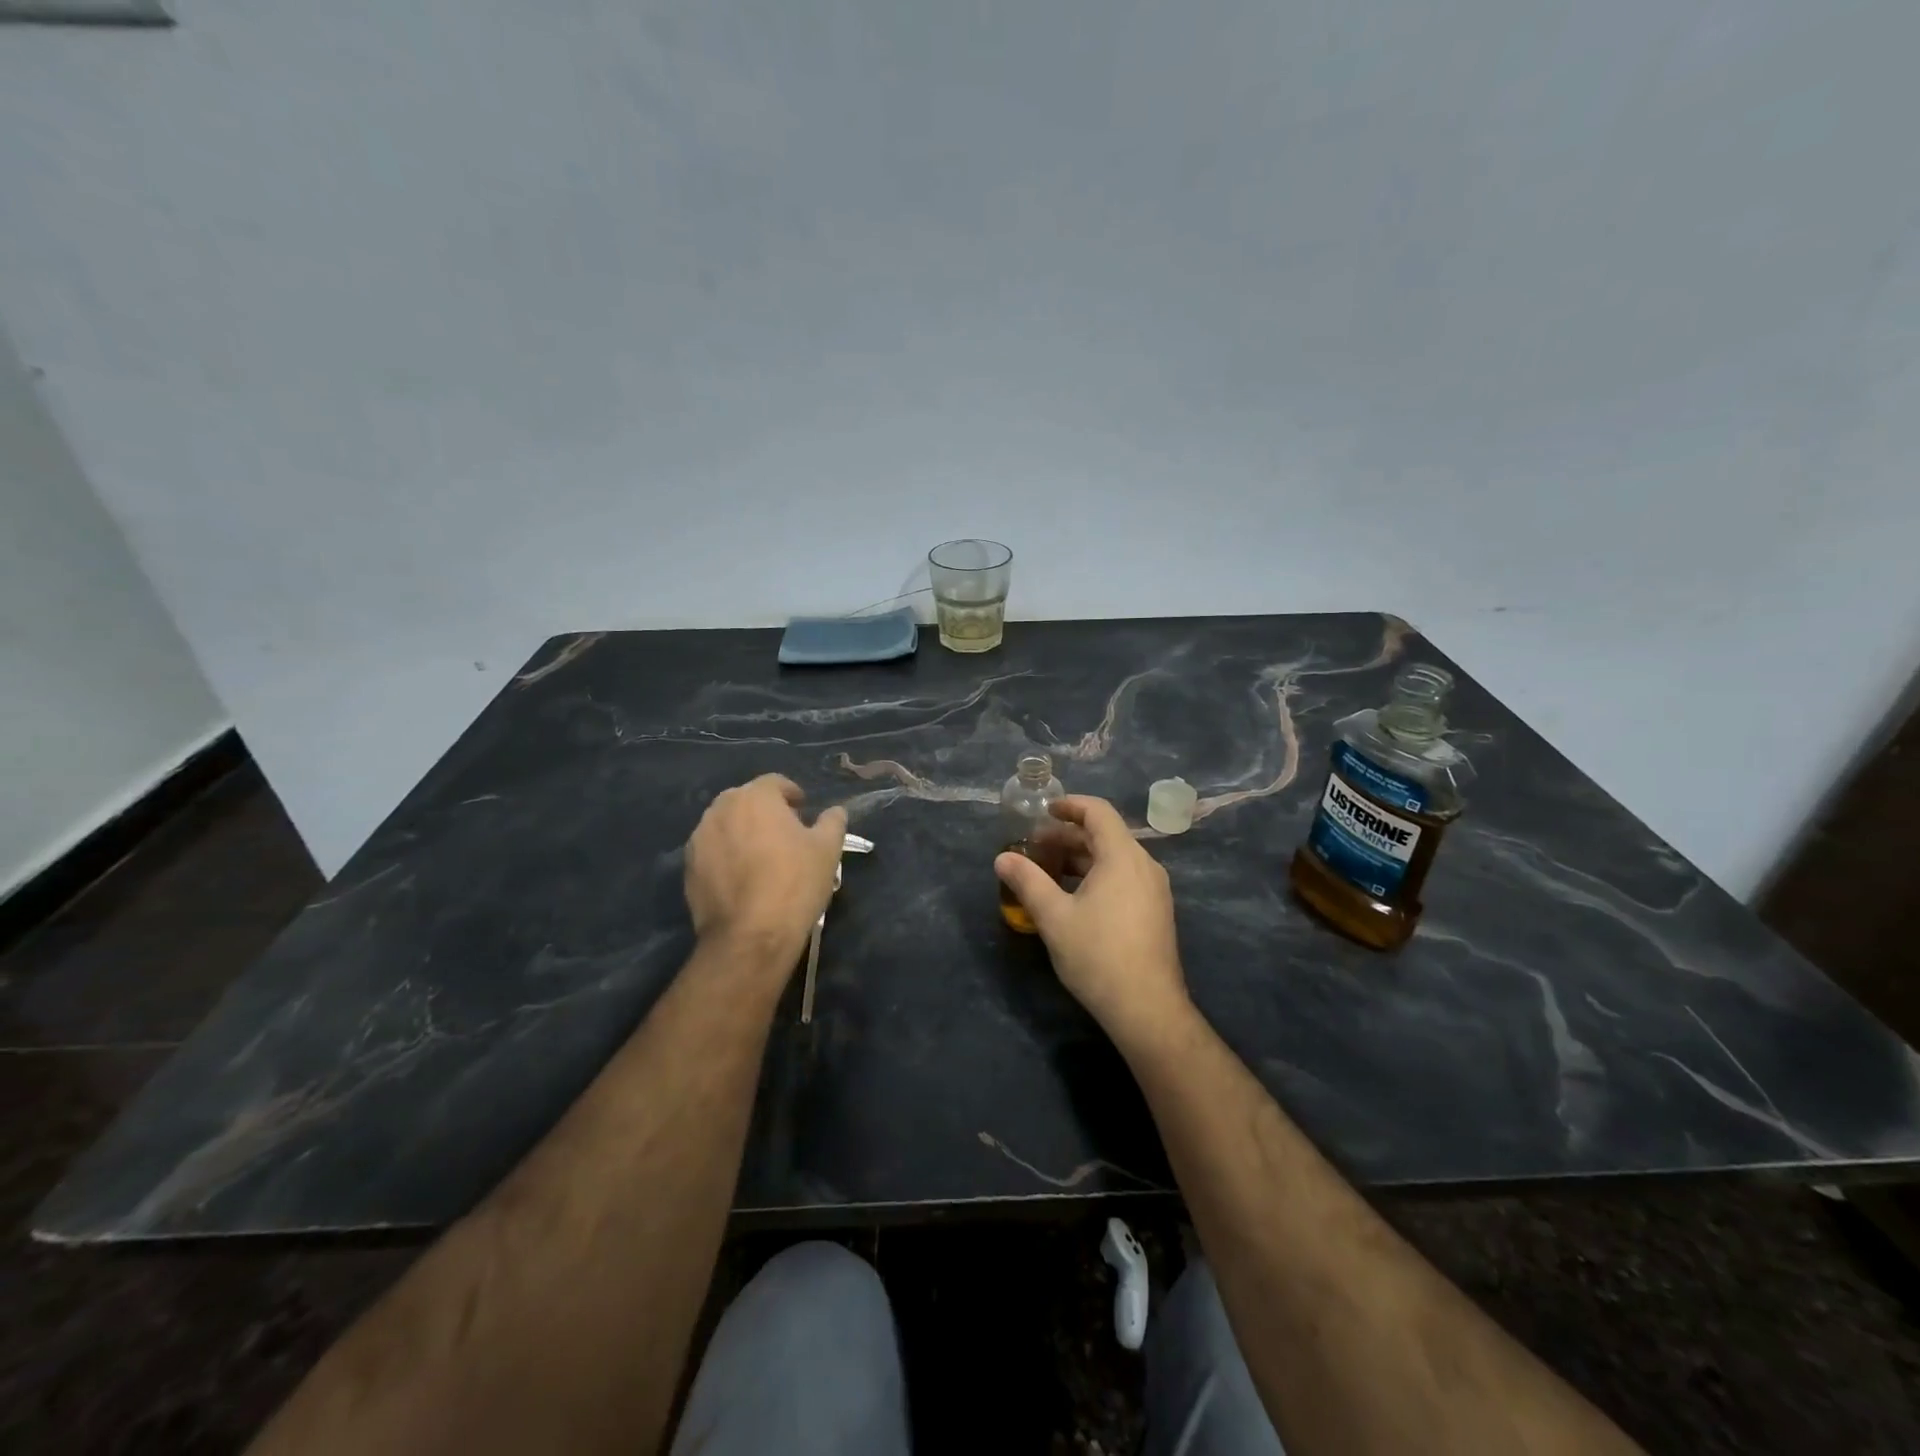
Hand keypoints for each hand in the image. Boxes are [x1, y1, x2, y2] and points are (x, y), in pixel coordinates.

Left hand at [685, 775, 847, 966]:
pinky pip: (713, 851)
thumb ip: (832, 822)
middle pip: (746, 801)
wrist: (750, 935)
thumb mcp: (827, 849)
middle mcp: (721, 809)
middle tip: (785, 834)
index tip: (804, 811)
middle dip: (765, 811)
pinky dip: (727, 855)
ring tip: (762, 857)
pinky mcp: (688, 867)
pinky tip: (743, 878)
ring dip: (743, 832)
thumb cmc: (794, 883)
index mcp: (755, 797)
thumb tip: (835, 811)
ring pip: (726, 825)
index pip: (775, 783)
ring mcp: (699, 838)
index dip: (792, 794)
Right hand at [995, 795, 1189, 1044]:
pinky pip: (1124, 878)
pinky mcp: (1155, 912)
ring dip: (1081, 857)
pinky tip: (1074, 897)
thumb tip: (1002, 858)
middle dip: (1069, 836)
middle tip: (1035, 846)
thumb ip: (1027, 881)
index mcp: (1123, 857)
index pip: (1098, 812)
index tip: (1044, 811)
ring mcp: (1154, 890)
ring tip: (1049, 871)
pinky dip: (1097, 875)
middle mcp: (1144, 866)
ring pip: (1115, 858)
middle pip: (1106, 835)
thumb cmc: (1098, 955)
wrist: (1146, 1008)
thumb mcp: (1054, 916)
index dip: (1070, 805)